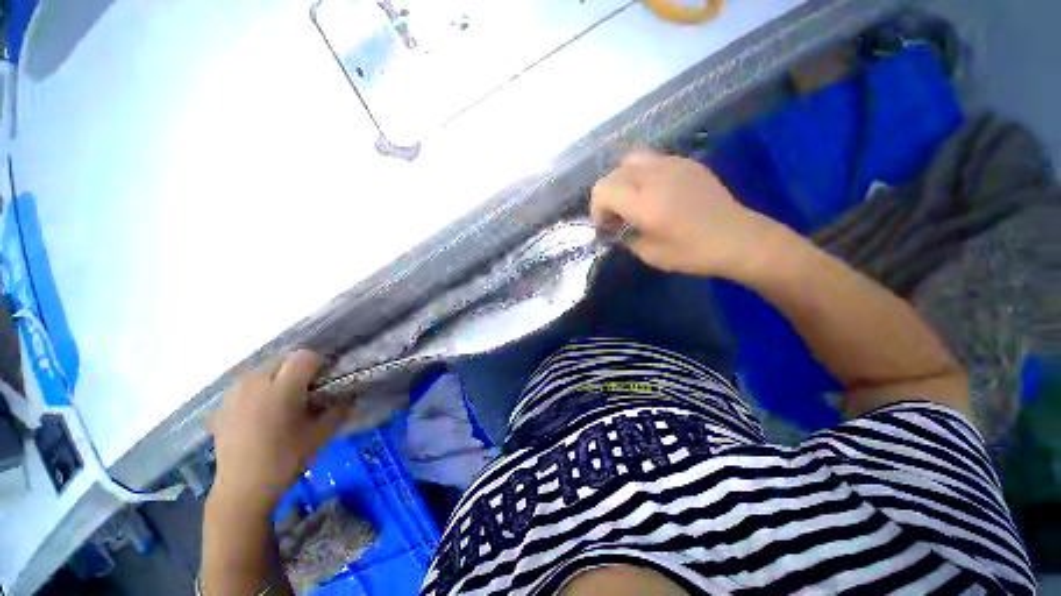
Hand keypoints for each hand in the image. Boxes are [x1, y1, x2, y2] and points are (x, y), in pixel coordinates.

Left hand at [207, 350, 349, 513]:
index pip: (305, 356)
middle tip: (305, 395)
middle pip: (284, 360)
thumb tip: (351, 397)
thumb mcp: (321, 434)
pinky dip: (259, 390)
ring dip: (277, 378)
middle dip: (298, 371)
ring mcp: (235, 392)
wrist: (242, 489)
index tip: (323, 383)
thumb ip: (339, 410)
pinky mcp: (223, 405)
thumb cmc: (286, 459)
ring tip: (282, 403)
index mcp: (282, 387)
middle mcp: (255, 382)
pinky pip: (247, 385)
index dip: (319, 365)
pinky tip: (262, 413)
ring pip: (264, 370)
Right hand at [590, 151, 777, 278]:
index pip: (602, 190)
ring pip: (631, 160)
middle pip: (613, 174)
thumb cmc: (692, 253)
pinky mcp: (686, 163)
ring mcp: (672, 164)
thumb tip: (616, 229)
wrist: (738, 239)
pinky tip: (655, 192)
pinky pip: (652, 160)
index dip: (597, 208)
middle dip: (608, 195)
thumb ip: (625, 238)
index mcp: (643, 202)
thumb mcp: (649, 254)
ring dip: (623, 180)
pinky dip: (643, 174)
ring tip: (633, 200)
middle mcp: (654, 177)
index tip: (606, 226)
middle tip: (618, 216)